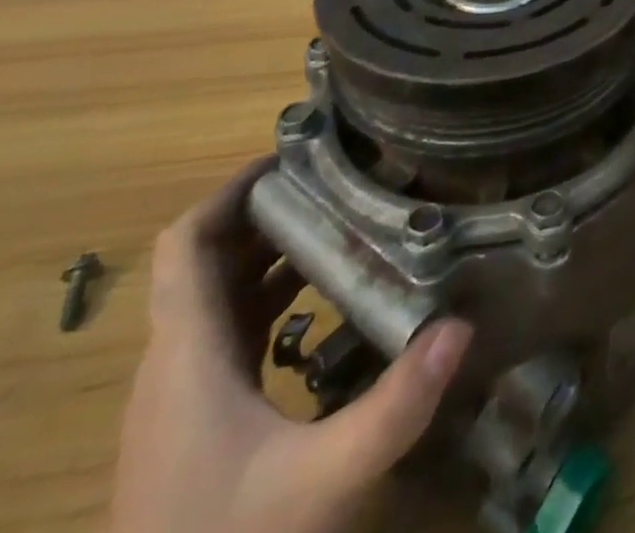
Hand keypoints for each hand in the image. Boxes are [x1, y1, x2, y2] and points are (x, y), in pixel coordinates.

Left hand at [110, 158, 473, 532]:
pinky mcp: (194, 425)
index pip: (187, 244)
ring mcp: (180, 398)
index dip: (231, 188)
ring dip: (271, 251)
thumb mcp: (321, 481)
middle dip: (270, 209)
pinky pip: (229, 332)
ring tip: (343, 219)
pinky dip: (270, 297)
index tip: (295, 153)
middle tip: (342, 176)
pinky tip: (324, 301)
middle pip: (209, 260)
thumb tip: (461, 325)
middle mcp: (174, 365)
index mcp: (186, 356)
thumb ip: (393, 406)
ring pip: (217, 297)